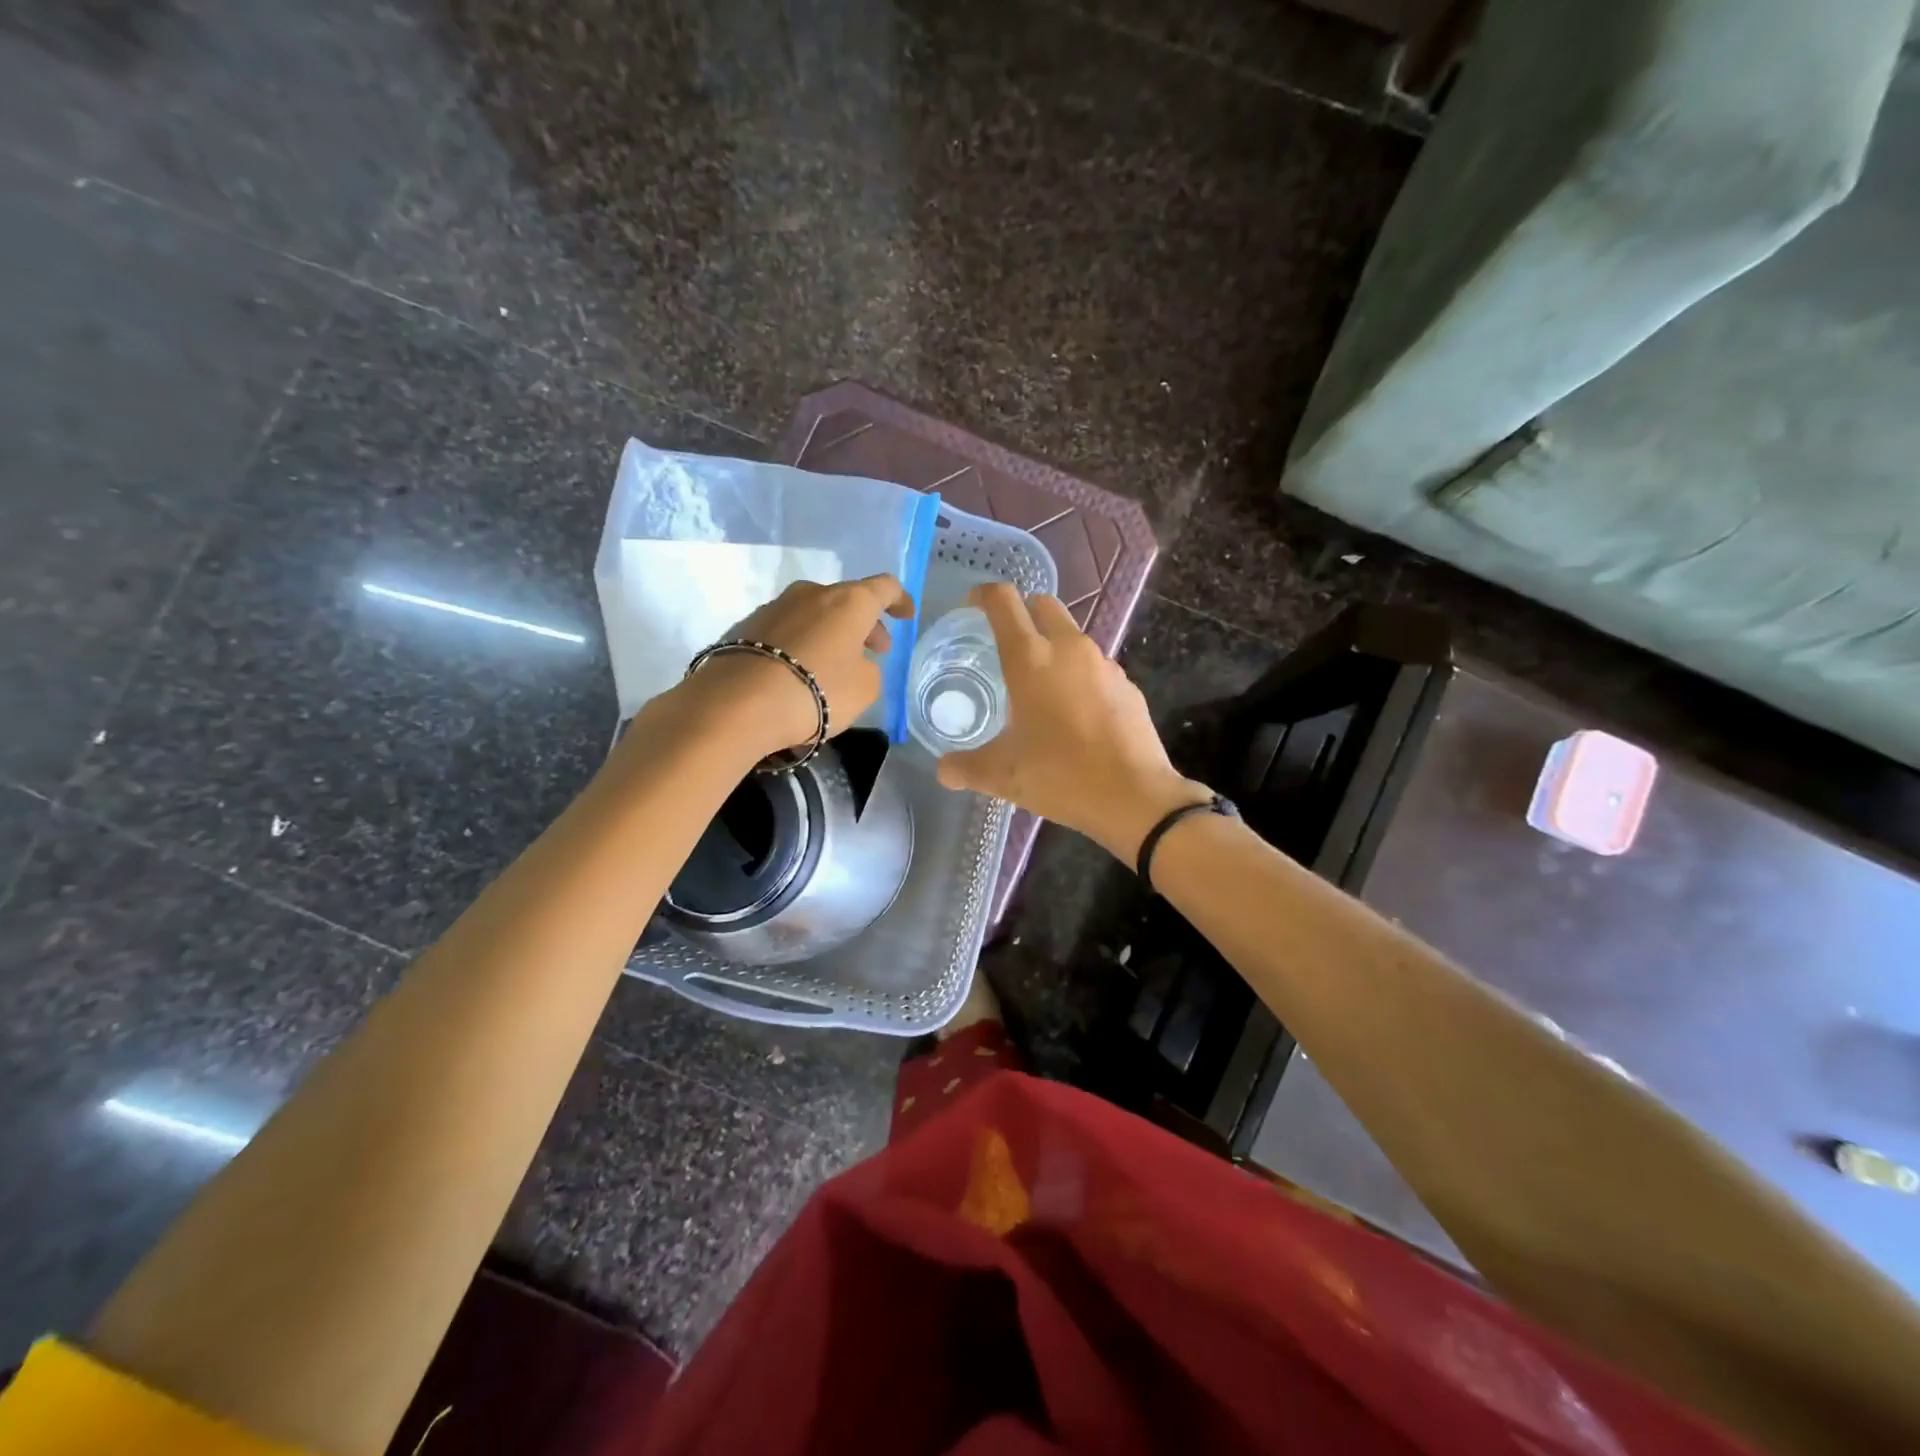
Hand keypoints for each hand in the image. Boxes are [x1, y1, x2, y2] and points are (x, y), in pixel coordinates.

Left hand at [680, 574, 914, 756]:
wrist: (737, 703)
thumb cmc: (816, 691)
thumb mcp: (864, 689)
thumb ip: (869, 669)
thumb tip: (854, 662)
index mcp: (849, 601)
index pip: (884, 587)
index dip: (900, 600)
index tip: (906, 614)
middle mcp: (812, 593)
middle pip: (847, 600)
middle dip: (864, 623)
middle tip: (874, 650)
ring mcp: (775, 606)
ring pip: (815, 613)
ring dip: (831, 633)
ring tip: (835, 663)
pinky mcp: (747, 626)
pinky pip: (788, 629)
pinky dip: (802, 643)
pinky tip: (799, 670)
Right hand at [936, 584, 1210, 860]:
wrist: (1134, 796)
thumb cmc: (1060, 775)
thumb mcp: (1002, 775)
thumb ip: (967, 767)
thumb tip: (944, 770)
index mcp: (1030, 659)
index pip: (1003, 602)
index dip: (984, 595)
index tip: (972, 604)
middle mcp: (1069, 649)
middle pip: (1043, 605)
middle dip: (1023, 612)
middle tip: (1006, 642)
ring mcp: (1104, 665)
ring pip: (1073, 636)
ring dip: (1053, 645)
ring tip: (1039, 684)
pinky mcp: (1127, 686)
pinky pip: (1095, 667)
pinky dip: (1079, 675)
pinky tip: (1075, 712)